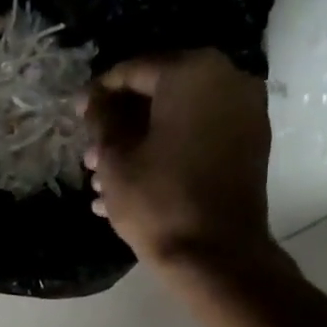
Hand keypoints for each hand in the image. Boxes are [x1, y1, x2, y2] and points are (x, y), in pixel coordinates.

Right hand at [81, 50, 273, 268]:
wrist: (215, 255)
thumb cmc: (158, 200)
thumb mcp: (115, 157)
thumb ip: (102, 118)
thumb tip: (93, 99)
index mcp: (192, 72)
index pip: (134, 70)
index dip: (100, 94)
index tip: (77, 115)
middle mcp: (227, 80)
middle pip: (160, 93)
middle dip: (122, 123)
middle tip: (91, 152)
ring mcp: (244, 114)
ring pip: (179, 119)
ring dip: (141, 142)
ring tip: (105, 178)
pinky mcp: (249, 147)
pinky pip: (199, 138)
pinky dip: (169, 152)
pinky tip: (135, 184)